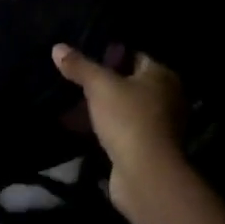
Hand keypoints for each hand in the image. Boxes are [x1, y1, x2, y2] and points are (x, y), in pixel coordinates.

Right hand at [52, 43, 187, 222]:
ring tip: (71, 104)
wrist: (145, 176)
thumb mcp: (99, 85)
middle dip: (101, 84)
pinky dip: (103, 129)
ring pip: (123, 109)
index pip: (135, 56)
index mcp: (162, 76)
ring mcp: (159, 127)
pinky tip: (80, 128)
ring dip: (101, 109)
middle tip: (74, 80)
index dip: (110, 55)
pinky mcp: (147, 150)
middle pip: (128, 84)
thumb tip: (57, 48)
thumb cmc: (128, 119)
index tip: (84, 58)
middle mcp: (167, 99)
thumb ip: (79, 66)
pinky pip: (121, 131)